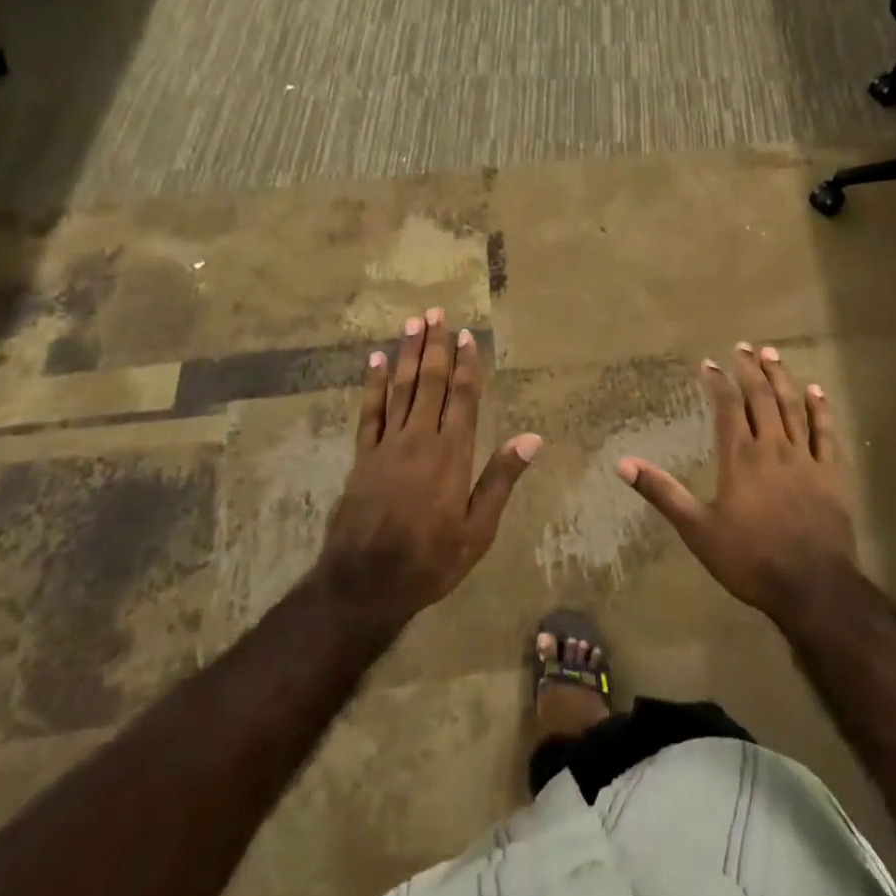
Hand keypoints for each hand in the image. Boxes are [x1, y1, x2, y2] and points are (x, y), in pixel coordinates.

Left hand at [319, 308, 541, 620]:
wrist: (364, 583)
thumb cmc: (430, 560)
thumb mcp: (478, 530)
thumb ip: (501, 479)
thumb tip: (533, 438)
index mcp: (452, 454)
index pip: (462, 397)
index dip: (466, 364)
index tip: (468, 334)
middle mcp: (420, 438)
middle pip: (430, 382)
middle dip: (435, 345)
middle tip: (436, 312)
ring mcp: (387, 445)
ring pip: (401, 388)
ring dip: (408, 354)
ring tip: (412, 323)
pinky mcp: (363, 456)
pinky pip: (369, 412)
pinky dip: (373, 385)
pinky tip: (376, 362)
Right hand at [617, 344, 859, 625]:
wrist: (813, 588)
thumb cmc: (750, 559)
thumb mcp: (697, 529)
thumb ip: (662, 493)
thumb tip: (623, 464)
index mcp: (740, 458)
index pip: (727, 408)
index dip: (718, 382)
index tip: (709, 363)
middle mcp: (773, 448)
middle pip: (762, 398)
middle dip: (750, 370)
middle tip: (743, 346)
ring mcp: (806, 459)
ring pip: (793, 407)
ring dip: (782, 378)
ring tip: (772, 354)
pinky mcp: (832, 475)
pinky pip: (825, 433)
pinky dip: (821, 409)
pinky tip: (816, 391)